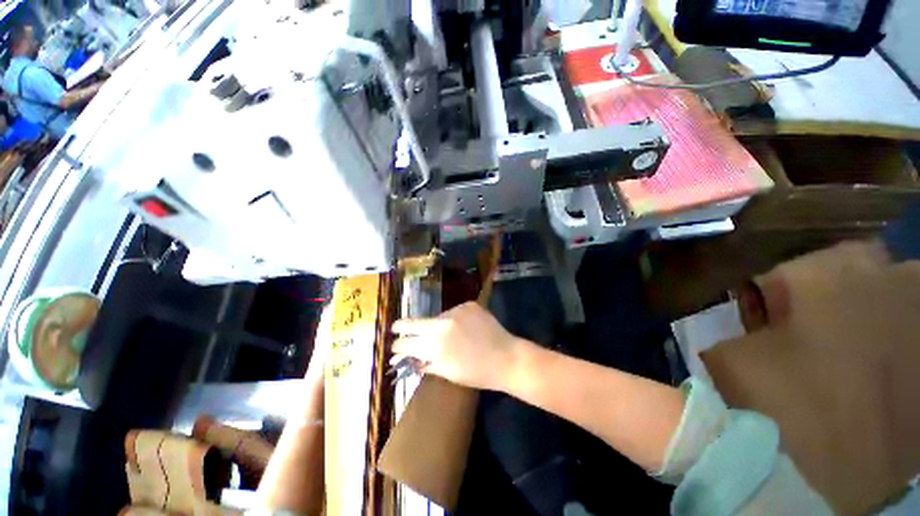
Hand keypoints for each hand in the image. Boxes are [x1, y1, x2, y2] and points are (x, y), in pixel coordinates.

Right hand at [392, 302, 521, 390]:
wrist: (507, 357)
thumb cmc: (477, 372)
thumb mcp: (447, 373)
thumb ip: (425, 363)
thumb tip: (408, 357)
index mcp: (435, 346)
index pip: (405, 342)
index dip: (397, 344)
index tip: (394, 344)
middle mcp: (442, 324)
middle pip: (413, 322)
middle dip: (402, 326)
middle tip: (396, 327)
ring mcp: (456, 311)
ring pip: (436, 317)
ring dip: (436, 324)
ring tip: (449, 334)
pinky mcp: (468, 304)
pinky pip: (453, 312)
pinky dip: (454, 320)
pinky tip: (463, 327)